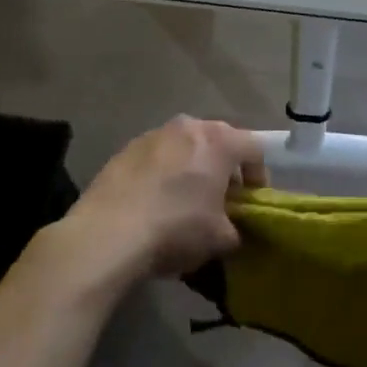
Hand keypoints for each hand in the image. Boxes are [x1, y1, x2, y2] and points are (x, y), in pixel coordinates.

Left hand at [67, 116, 262, 281]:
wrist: (107, 235)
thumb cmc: (176, 229)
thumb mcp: (220, 239)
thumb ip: (235, 229)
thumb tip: (230, 230)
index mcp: (220, 141)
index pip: (254, 148)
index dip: (259, 175)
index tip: (251, 200)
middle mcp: (188, 127)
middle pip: (218, 142)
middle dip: (223, 168)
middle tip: (221, 199)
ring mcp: (152, 135)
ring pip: (184, 147)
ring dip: (191, 168)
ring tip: (184, 201)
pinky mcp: (124, 150)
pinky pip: (155, 158)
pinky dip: (161, 174)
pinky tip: (153, 204)